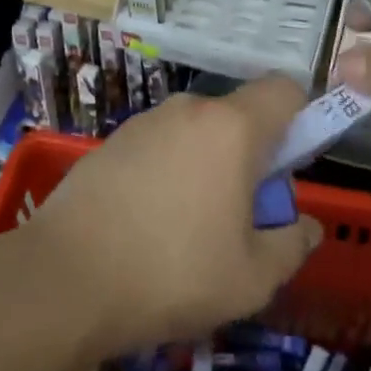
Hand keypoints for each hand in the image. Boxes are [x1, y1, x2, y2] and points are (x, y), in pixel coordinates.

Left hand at [25, 76, 323, 352]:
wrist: (64, 281)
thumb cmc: (173, 274)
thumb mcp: (252, 278)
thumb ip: (292, 245)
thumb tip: (307, 228)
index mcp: (232, 128)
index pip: (285, 89)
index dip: (300, 120)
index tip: (288, 171)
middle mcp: (189, 109)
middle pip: (239, 116)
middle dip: (251, 156)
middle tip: (240, 216)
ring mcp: (144, 122)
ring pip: (197, 133)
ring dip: (207, 166)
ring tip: (188, 229)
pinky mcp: (110, 142)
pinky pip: (160, 146)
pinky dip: (168, 172)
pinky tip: (147, 224)